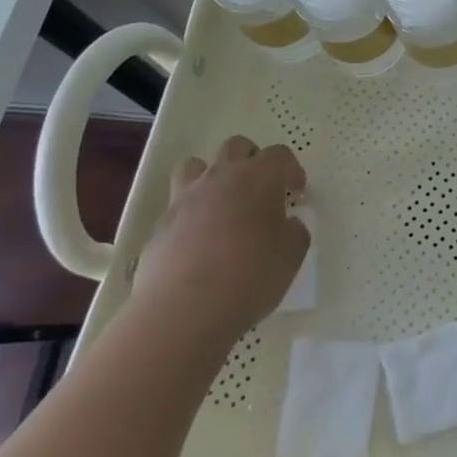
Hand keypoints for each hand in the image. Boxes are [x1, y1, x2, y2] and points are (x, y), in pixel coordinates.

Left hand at [132, 135, 308, 342]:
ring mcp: (185, 198)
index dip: (291, 170)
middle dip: (252, 160)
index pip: (279, 155)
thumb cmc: (250, 276)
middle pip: (236, 147)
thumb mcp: (292, 255)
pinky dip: (190, 215)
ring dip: (211, 176)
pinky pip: (177, 205)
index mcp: (258, 177)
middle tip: (261, 190)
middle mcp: (220, 177)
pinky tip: (197, 244)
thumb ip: (294, 231)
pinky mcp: (160, 224)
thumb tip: (286, 225)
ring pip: (196, 165)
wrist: (184, 309)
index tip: (297, 193)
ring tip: (221, 204)